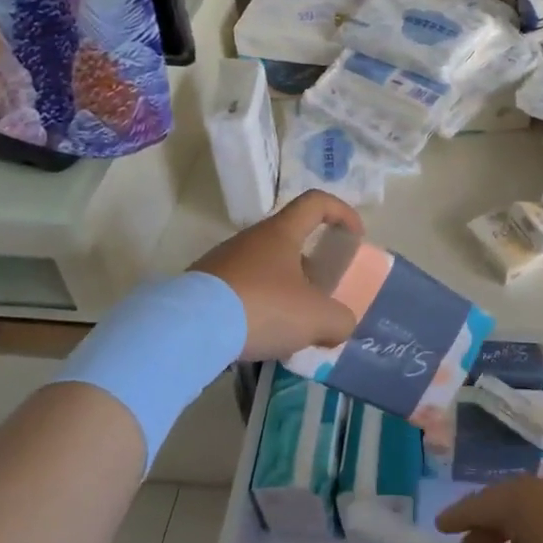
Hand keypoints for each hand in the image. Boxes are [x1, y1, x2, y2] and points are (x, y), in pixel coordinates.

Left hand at [191, 190, 363, 361]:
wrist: (188, 330)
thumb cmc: (262, 307)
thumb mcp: (316, 318)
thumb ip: (340, 320)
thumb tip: (340, 325)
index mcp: (281, 233)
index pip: (316, 202)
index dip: (342, 213)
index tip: (354, 238)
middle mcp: (251, 239)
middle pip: (291, 241)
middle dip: (312, 268)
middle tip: (322, 299)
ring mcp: (223, 262)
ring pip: (266, 270)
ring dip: (284, 292)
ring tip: (292, 330)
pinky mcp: (203, 288)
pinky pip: (241, 292)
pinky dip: (257, 309)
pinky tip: (260, 339)